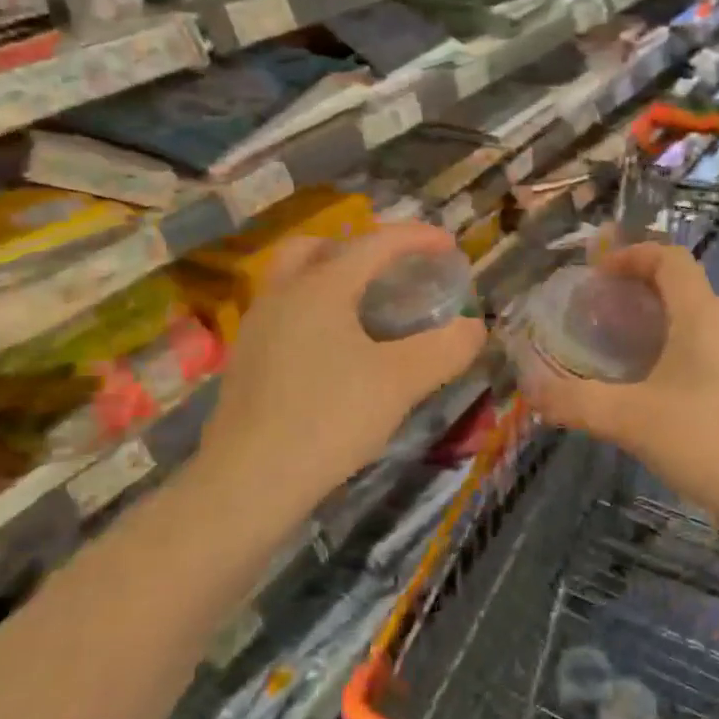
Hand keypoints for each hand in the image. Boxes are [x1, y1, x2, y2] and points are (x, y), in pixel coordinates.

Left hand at [198, 223, 487, 514]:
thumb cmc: (329, 418)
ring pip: (294, 282)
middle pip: (317, 248)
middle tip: (390, 271)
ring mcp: (256, 330)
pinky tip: (336, 353)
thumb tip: (473, 327)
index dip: (416, 238)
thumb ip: (445, 349)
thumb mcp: (401, 382)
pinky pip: (285, 316)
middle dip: (358, 249)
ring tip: (366, 310)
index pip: (374, 244)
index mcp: (320, 288)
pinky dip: (315, 314)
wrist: (249, 481)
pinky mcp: (246, 364)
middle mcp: (282, 296)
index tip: (449, 245)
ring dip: (331, 280)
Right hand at [518, 243, 718, 533]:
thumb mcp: (632, 421)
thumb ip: (576, 402)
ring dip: (656, 329)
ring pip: (696, 325)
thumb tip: (530, 390)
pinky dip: (675, 357)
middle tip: (596, 321)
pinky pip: (709, 355)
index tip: (596, 275)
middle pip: (682, 289)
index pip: (670, 258)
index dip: (632, 255)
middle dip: (636, 295)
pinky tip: (656, 398)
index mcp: (703, 316)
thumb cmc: (711, 441)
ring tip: (618, 359)